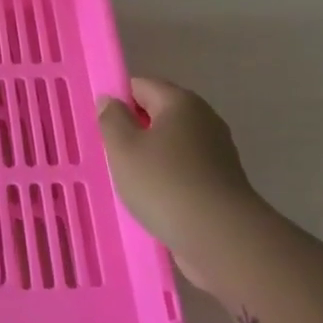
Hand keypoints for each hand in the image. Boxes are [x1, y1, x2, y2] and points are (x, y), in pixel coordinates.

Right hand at [98, 77, 260, 289]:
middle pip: (159, 114)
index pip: (141, 85)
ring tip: (129, 180)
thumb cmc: (164, 183)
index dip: (117, 100)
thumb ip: (111, 119)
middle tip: (110, 154)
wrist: (221, 237)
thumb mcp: (123, 148)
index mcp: (180, 102)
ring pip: (172, 144)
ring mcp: (217, 151)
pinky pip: (185, 169)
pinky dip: (167, 178)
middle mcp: (204, 119)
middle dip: (134, 130)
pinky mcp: (221, 181)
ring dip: (150, 157)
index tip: (100, 127)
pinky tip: (154, 199)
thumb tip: (110, 100)